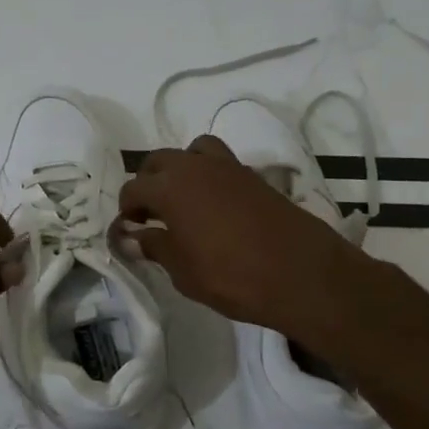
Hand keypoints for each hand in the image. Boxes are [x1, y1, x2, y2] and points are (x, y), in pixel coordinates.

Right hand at [118, 135, 360, 337]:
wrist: (303, 275)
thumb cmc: (232, 276)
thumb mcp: (183, 271)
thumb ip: (155, 247)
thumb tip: (131, 238)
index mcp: (170, 187)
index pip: (133, 189)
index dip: (126, 210)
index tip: (128, 231)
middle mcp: (195, 167)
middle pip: (159, 161)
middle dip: (148, 183)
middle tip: (150, 215)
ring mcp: (228, 167)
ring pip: (192, 152)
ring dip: (179, 170)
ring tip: (182, 201)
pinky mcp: (254, 177)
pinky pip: (220, 163)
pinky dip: (207, 176)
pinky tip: (213, 207)